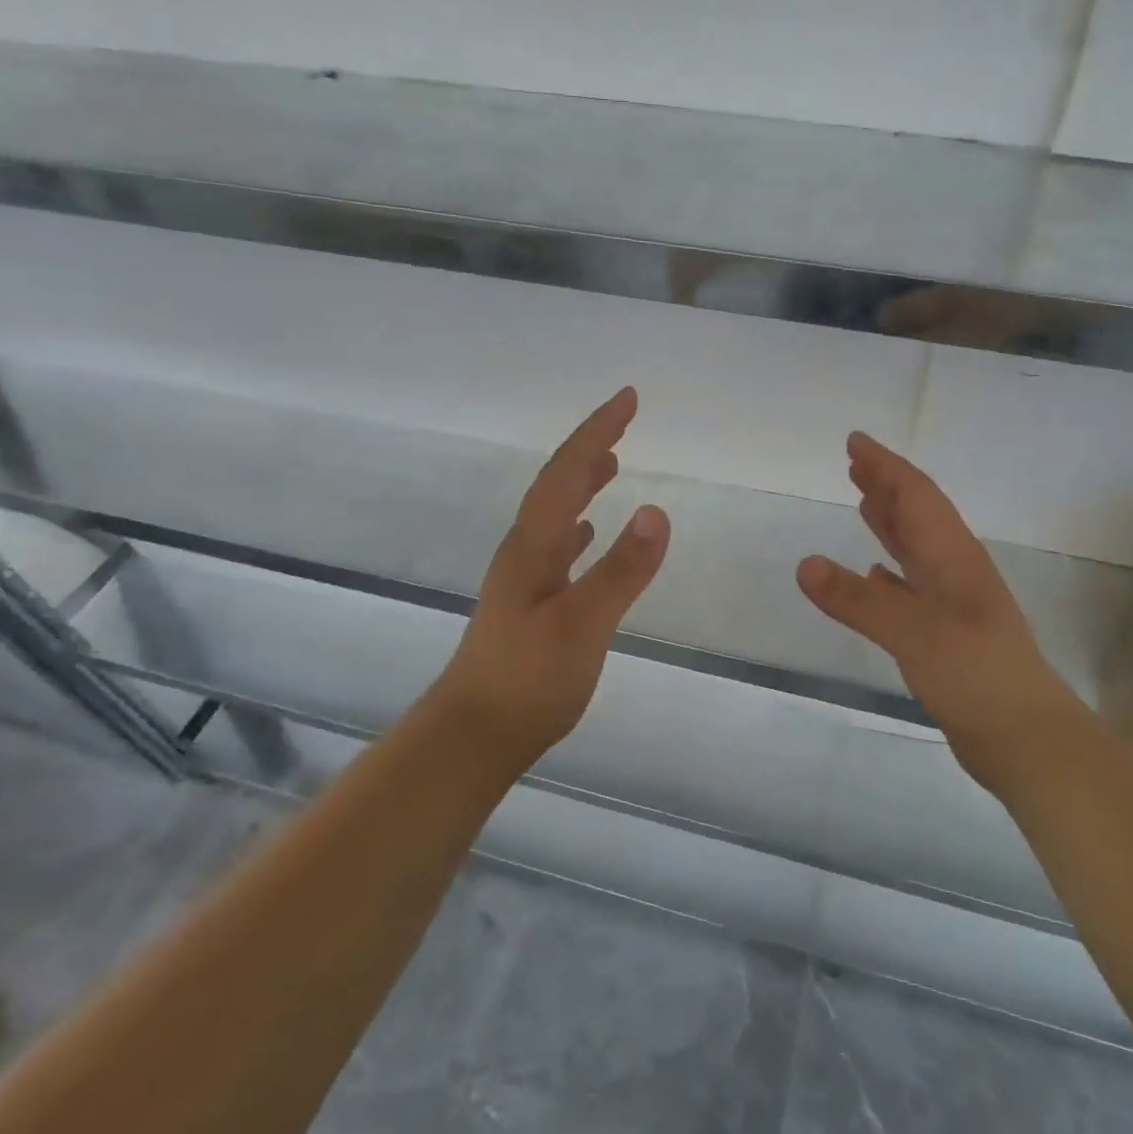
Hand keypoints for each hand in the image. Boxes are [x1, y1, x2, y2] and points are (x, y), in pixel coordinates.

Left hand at [436, 387, 669, 765]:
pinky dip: (577, 526)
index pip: (567, 472)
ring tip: (611, 462)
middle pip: (558, 483)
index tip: (628, 399)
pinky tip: (586, 533)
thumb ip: (620, 570)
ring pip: (556, 513)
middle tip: (624, 418)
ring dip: (583, 481)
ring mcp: (525, 577)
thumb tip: (656, 510)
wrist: (475, 734)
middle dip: (591, 446)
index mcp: (533, 545)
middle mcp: (525, 551)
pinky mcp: (530, 603)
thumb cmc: (529, 679)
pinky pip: (558, 546)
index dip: (596, 432)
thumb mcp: (583, 624)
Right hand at [797, 432, 1069, 795]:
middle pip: (918, 515)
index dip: (886, 467)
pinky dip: (892, 571)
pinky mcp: (949, 634)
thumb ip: (858, 599)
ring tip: (862, 502)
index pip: (916, 496)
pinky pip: (913, 586)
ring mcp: (955, 603)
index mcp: (953, 557)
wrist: (1027, 739)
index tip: (856, 442)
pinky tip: (876, 573)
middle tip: (855, 464)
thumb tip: (805, 564)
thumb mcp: (913, 633)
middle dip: (887, 486)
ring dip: (890, 521)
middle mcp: (955, 570)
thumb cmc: (975, 675)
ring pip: (916, 548)